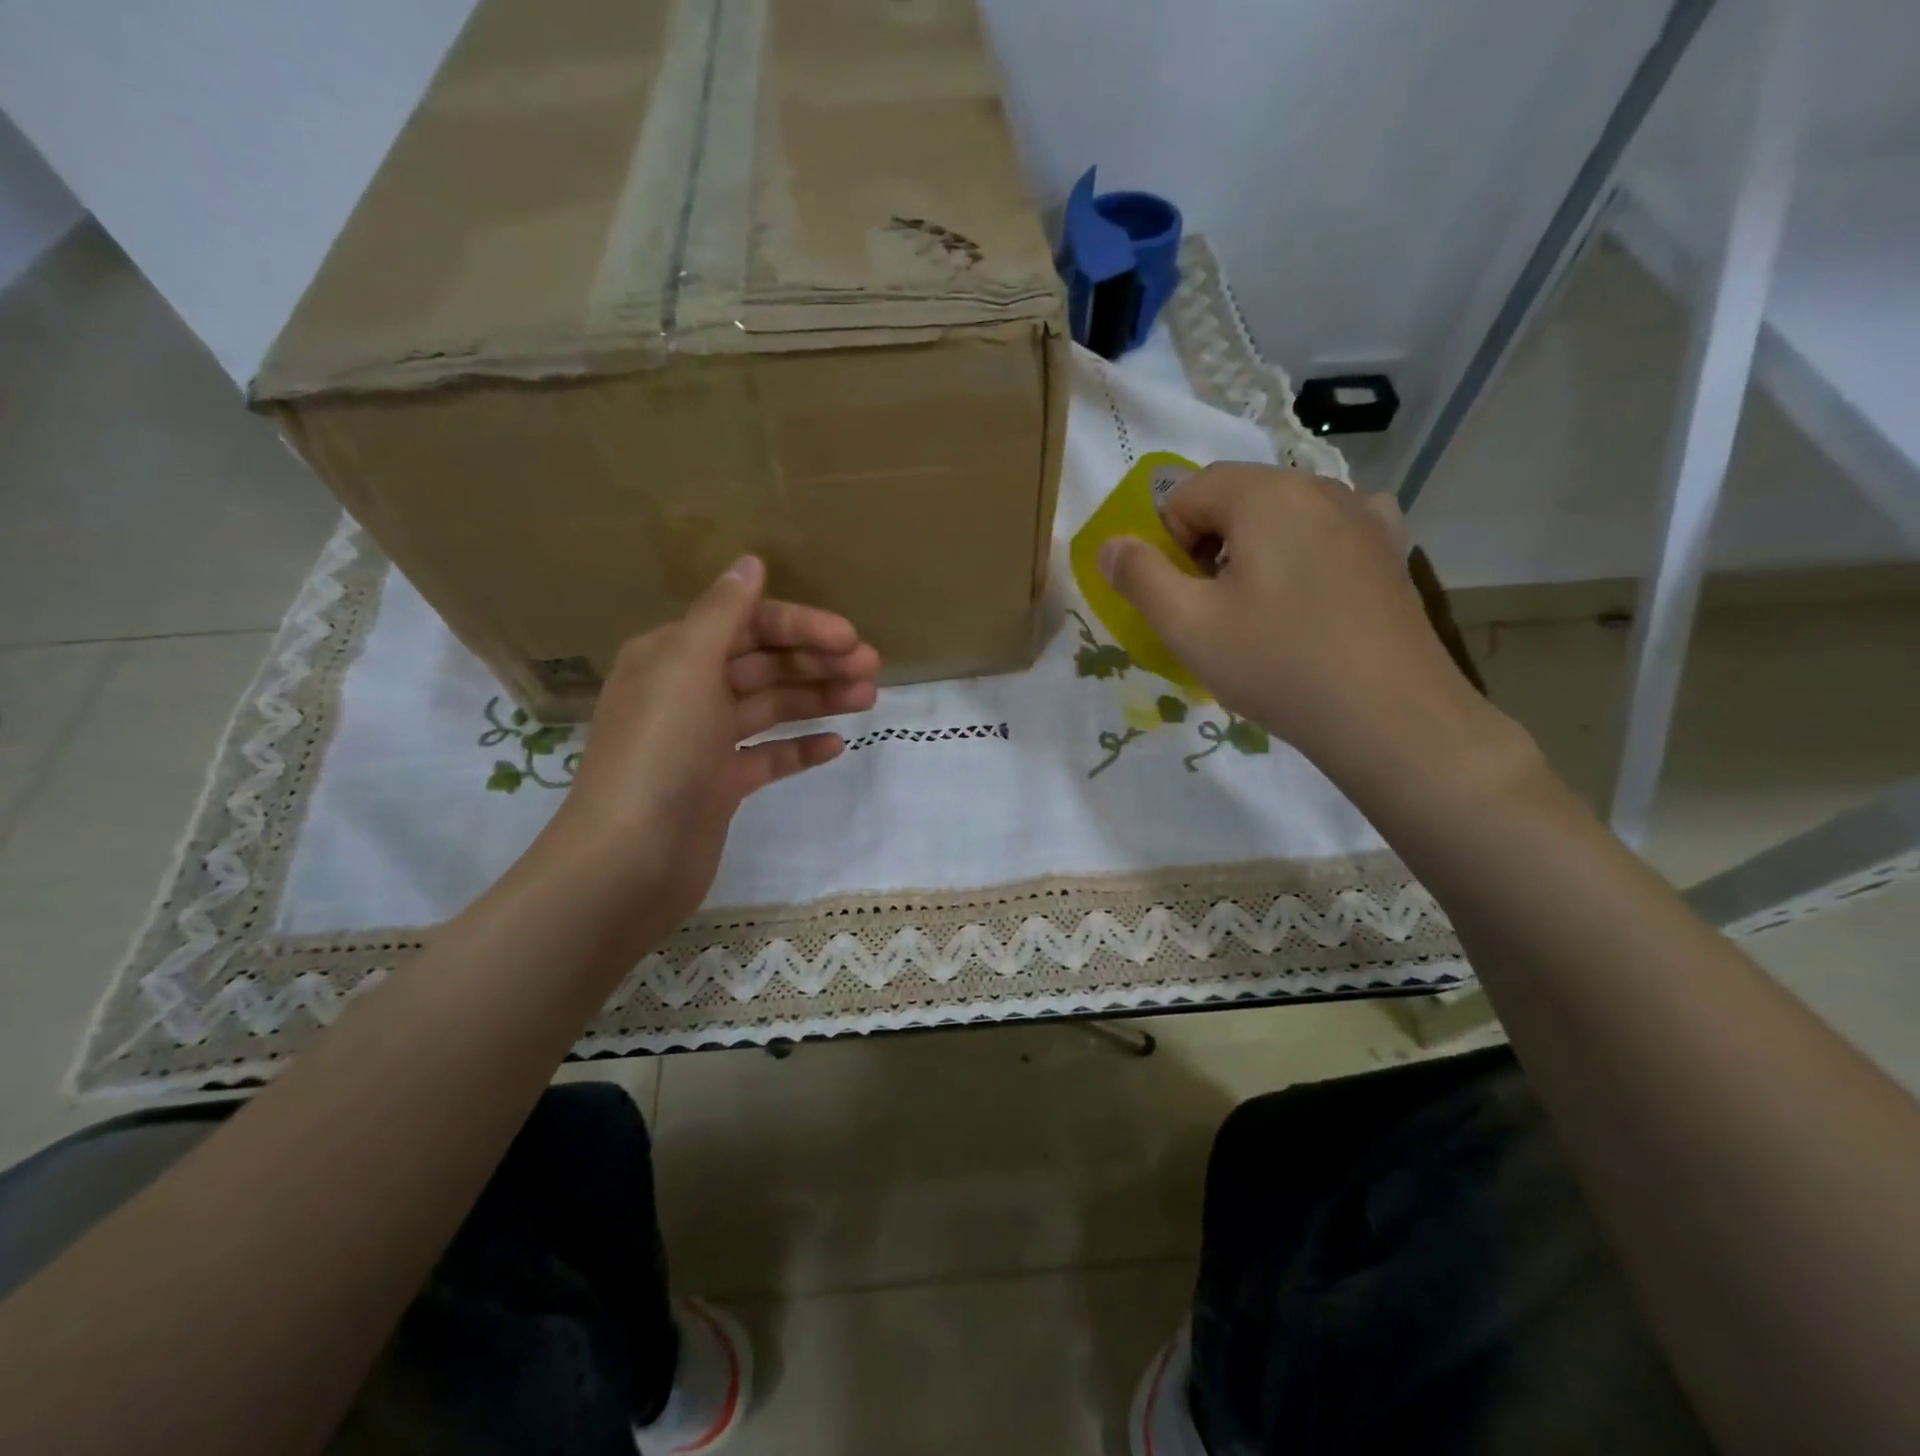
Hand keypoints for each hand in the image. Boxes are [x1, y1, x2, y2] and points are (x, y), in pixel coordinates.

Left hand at [529, 556, 879, 953]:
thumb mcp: (686, 667)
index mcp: (672, 656)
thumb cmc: (659, 753)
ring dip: (818, 699)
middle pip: (763, 665)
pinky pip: (768, 756)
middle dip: (817, 662)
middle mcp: (687, 692)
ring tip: (869, 698)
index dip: (800, 627)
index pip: (746, 625)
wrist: (629, 861)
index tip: (849, 638)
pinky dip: (801, 748)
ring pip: (771, 708)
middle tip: (872, 667)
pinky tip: (838, 745)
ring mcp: (704, 742)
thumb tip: (749, 561)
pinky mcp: (720, 785)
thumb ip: (723, 613)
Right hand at [1097, 464, 1501, 786]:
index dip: (1167, 543)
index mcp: (1265, 494)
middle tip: (1215, 610)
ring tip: (1262, 612)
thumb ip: (1138, 576)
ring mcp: (1364, 515)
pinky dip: (1306, 551)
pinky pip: (1331, 531)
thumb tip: (1110, 544)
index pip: (1187, 491)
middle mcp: (1318, 487)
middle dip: (1208, 546)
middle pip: (1236, 497)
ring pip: (1282, 515)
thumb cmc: (1277, 665)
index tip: (1183, 596)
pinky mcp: (1391, 550)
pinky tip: (1311, 591)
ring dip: (1254, 551)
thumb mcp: (1187, 626)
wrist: (1389, 717)